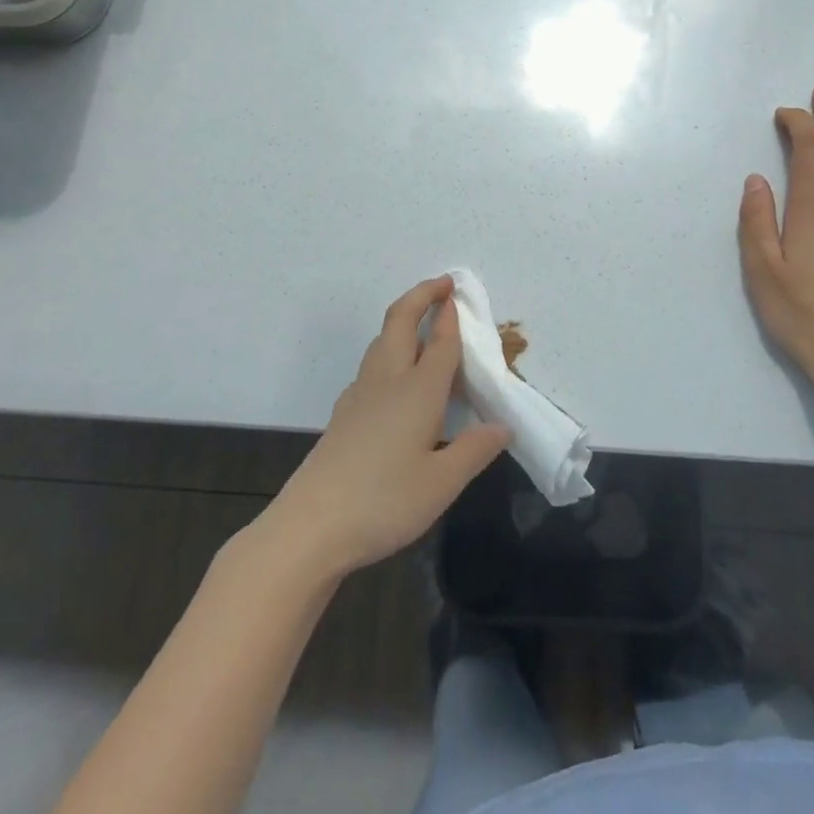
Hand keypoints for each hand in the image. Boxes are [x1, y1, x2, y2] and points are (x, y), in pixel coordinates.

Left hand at [265, 276, 509, 578]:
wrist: (310, 526)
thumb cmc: (383, 501)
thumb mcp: (442, 484)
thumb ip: (474, 450)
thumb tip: (502, 427)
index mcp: (418, 390)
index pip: (440, 342)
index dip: (451, 316)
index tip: (459, 295)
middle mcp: (388, 380)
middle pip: (400, 322)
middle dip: (420, 296)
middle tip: (442, 287)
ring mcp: (360, 395)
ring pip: (381, 341)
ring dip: (402, 322)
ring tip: (422, 326)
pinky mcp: (344, 414)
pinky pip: (372, 366)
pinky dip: (389, 351)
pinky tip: (396, 380)